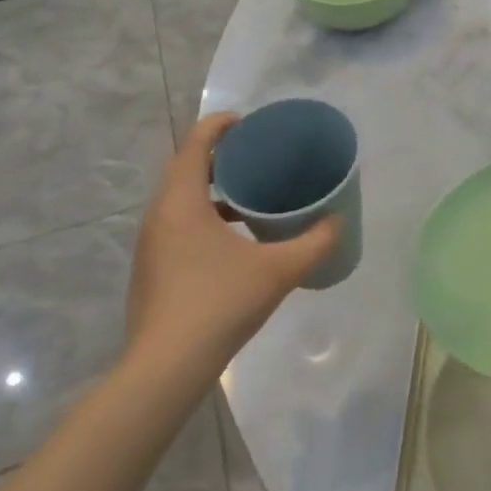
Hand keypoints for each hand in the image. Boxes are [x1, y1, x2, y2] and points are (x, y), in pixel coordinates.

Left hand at [125, 113, 340, 369]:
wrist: (166, 368)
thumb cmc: (219, 304)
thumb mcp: (278, 270)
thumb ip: (315, 242)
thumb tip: (339, 222)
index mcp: (181, 202)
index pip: (195, 144)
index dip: (220, 125)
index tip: (249, 122)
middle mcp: (159, 216)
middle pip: (186, 169)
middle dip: (220, 157)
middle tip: (258, 157)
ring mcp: (151, 245)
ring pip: (180, 200)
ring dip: (212, 190)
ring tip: (251, 196)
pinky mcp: (152, 269)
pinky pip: (178, 225)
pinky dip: (204, 217)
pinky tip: (234, 241)